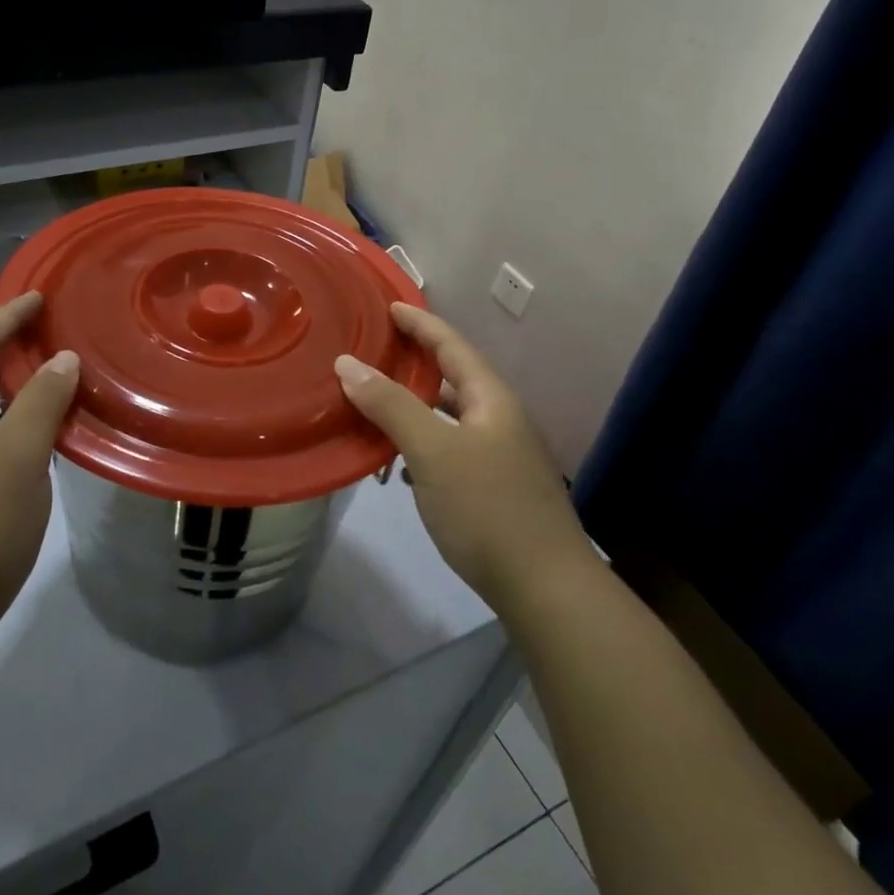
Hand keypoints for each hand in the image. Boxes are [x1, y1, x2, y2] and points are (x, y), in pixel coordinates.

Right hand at [335, 303, 593, 611]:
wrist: (545, 588)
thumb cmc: (487, 508)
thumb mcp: (433, 451)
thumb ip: (391, 405)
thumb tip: (348, 363)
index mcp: (491, 399)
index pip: (452, 345)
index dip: (421, 323)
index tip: (389, 306)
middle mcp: (499, 420)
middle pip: (453, 377)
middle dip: (414, 361)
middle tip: (373, 350)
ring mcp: (500, 456)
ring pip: (449, 416)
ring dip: (414, 405)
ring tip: (374, 400)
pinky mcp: (493, 488)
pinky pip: (449, 449)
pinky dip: (422, 442)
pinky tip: (398, 459)